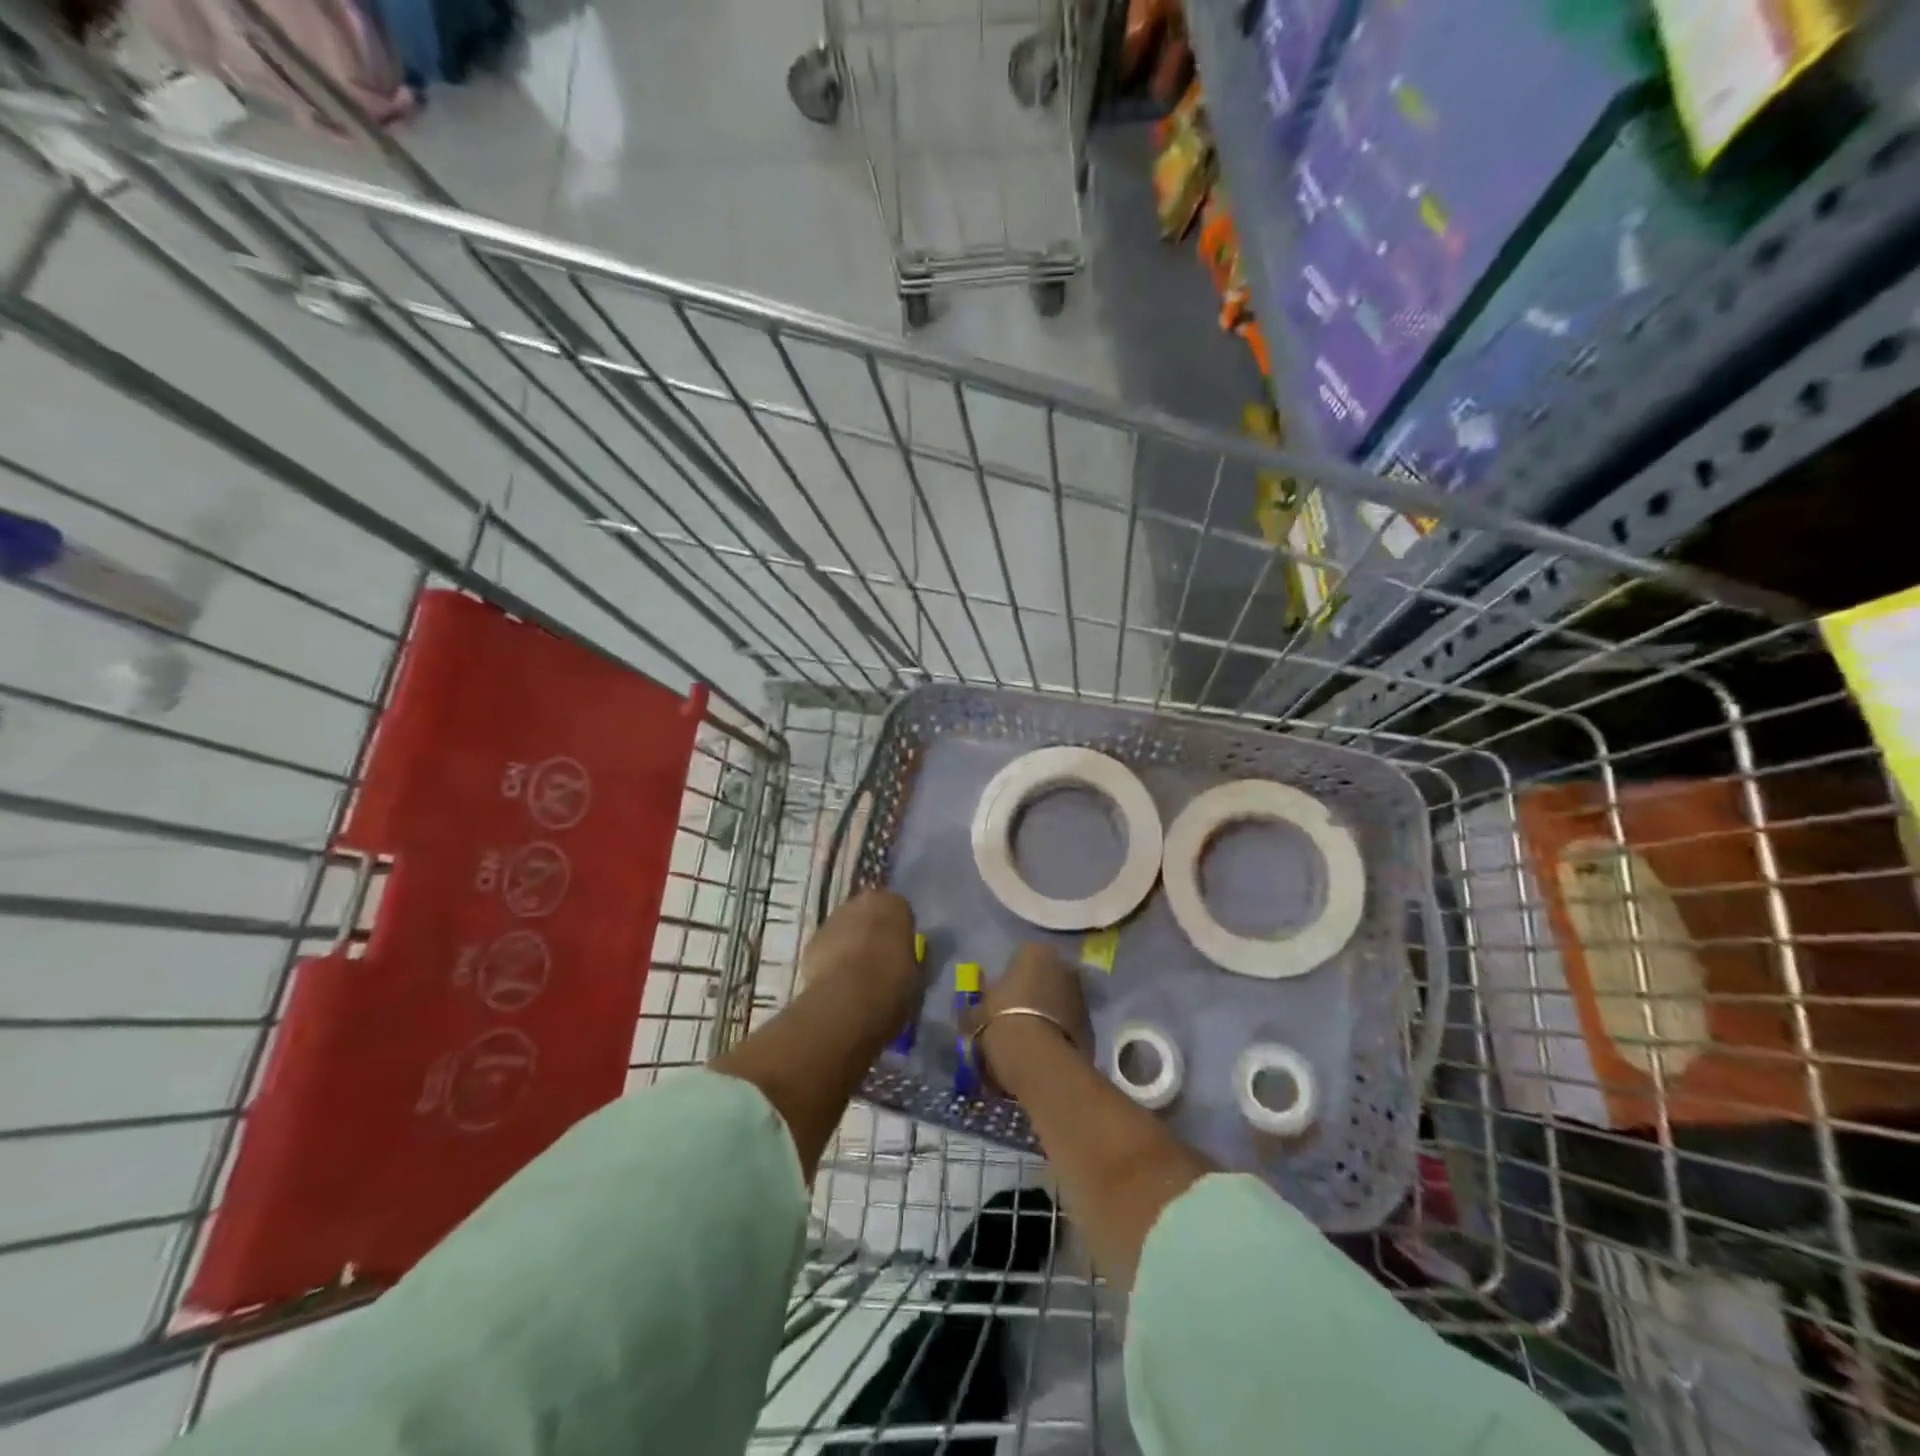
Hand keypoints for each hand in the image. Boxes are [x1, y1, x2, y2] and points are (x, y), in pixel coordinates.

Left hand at [799, 889, 920, 1012]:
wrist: (848, 999)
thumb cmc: (894, 981)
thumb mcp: (917, 971)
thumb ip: (911, 956)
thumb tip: (905, 956)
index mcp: (893, 903)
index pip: (899, 910)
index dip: (899, 932)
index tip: (900, 952)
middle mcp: (861, 902)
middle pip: (869, 914)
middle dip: (872, 932)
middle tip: (878, 961)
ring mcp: (833, 919)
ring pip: (845, 928)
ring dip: (850, 943)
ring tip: (855, 975)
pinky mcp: (812, 940)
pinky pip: (827, 946)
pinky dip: (831, 959)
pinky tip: (837, 982)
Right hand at [967, 942, 1092, 1085]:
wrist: (1037, 1059)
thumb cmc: (1001, 1021)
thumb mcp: (978, 1010)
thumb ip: (982, 1000)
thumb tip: (980, 1003)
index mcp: (1035, 951)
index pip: (1021, 957)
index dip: (1010, 978)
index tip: (1000, 998)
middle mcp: (1063, 965)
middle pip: (1045, 976)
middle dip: (1034, 992)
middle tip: (1015, 1016)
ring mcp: (1081, 994)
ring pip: (1060, 999)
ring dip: (1049, 1012)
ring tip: (1030, 1037)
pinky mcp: (1091, 1024)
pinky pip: (1070, 1023)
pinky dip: (1060, 1032)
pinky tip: (1044, 1051)